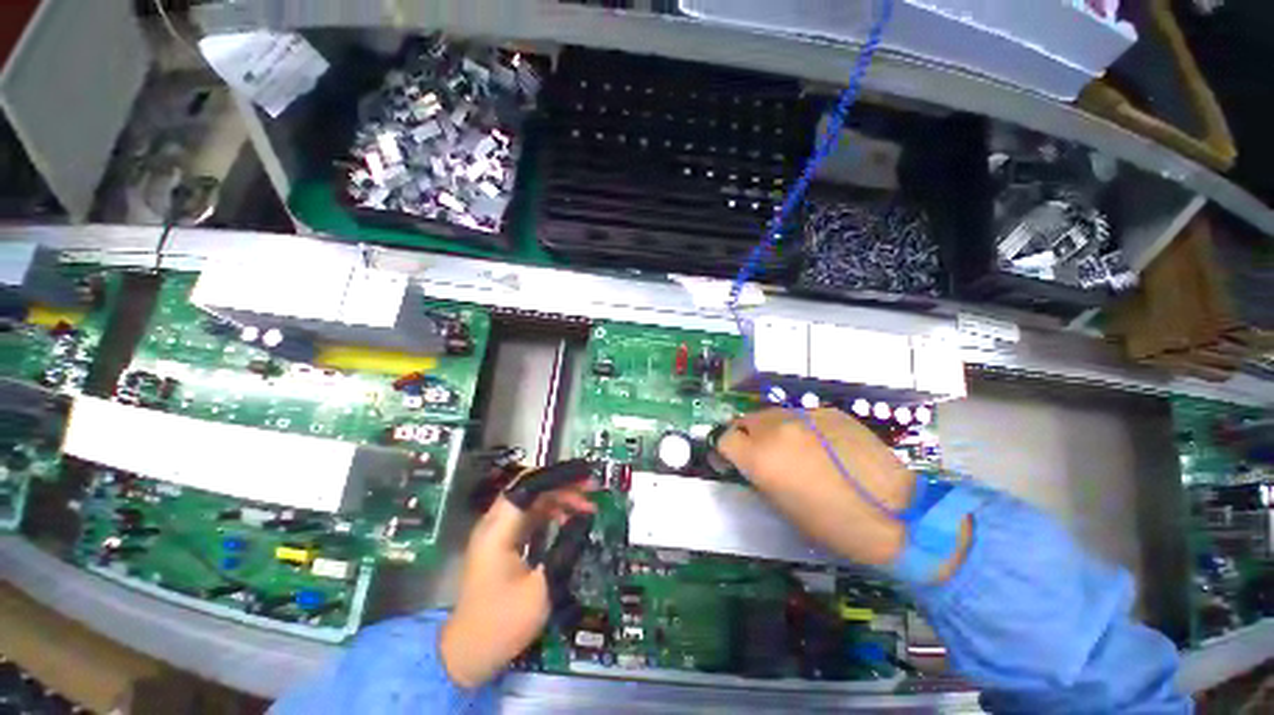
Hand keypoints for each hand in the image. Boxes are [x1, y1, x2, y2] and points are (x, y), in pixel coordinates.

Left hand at [440, 461, 596, 687]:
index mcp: (498, 531)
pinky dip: (550, 511)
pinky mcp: (501, 541)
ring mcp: (496, 532)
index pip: (529, 486)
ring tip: (586, 504)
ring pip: (531, 499)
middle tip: (591, 488)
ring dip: (559, 497)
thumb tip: (586, 517)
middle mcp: (493, 524)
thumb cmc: (502, 624)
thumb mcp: (541, 589)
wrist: (468, 653)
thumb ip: (565, 548)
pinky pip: (529, 514)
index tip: (586, 475)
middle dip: (562, 484)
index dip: (559, 477)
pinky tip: (568, 518)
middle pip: (530, 488)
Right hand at [716, 407, 916, 566]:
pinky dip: (800, 427)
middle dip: (747, 437)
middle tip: (762, 455)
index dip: (725, 451)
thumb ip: (759, 475)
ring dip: (772, 430)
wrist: (897, 514)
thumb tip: (751, 462)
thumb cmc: (834, 524)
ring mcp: (804, 415)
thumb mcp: (782, 506)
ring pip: (772, 415)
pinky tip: (821, 446)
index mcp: (760, 457)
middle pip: (745, 421)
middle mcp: (776, 428)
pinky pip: (801, 415)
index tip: (733, 462)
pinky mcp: (829, 411)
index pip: (724, 439)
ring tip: (792, 449)